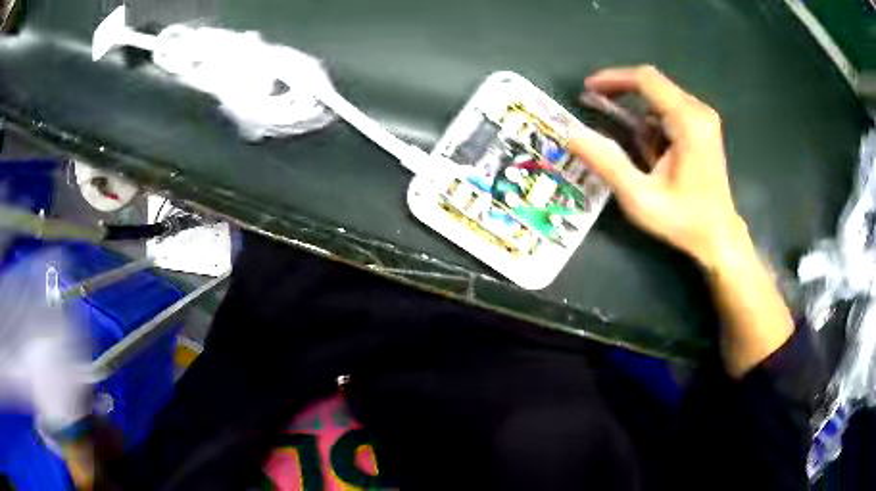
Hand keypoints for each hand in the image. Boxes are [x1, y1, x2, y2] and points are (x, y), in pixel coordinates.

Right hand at [569, 65, 748, 269]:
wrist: (719, 237)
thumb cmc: (683, 220)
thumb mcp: (640, 198)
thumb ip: (607, 163)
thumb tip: (571, 135)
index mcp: (687, 121)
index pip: (645, 79)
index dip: (613, 79)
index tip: (588, 90)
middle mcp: (699, 111)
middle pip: (652, 84)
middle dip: (622, 94)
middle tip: (597, 108)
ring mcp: (704, 118)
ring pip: (660, 97)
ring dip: (639, 114)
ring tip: (635, 150)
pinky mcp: (704, 127)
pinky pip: (670, 110)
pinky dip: (653, 124)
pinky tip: (653, 153)